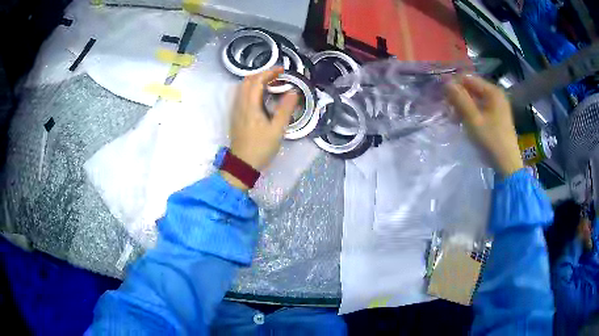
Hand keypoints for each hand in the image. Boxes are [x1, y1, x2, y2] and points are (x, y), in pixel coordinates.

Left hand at [224, 68, 297, 189]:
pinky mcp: (235, 116)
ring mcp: (236, 110)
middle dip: (262, 74)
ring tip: (270, 83)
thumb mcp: (277, 130)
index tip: (282, 70)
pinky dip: (251, 89)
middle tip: (277, 76)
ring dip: (255, 81)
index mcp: (250, 106)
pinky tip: (260, 96)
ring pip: (242, 88)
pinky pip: (241, 95)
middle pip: (247, 81)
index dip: (269, 72)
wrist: (242, 165)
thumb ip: (285, 109)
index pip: (257, 81)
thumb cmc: (260, 148)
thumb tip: (293, 92)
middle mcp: (240, 104)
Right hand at [446, 75, 522, 176]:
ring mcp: (497, 106)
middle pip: (472, 88)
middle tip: (447, 109)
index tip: (442, 96)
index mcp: (493, 91)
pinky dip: (470, 112)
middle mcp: (496, 94)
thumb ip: (460, 99)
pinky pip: (480, 108)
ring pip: (475, 99)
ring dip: (463, 105)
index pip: (468, 78)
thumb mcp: (473, 120)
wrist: (507, 164)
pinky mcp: (497, 116)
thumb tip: (446, 82)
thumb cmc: (491, 141)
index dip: (454, 84)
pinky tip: (463, 121)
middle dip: (458, 96)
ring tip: (453, 117)